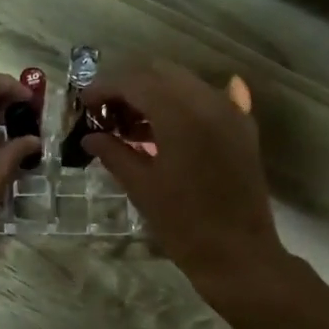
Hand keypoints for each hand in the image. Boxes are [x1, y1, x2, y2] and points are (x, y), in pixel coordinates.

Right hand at [80, 61, 288, 296]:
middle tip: (107, 112)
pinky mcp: (243, 129)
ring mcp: (231, 113)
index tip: (84, 103)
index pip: (136, 82)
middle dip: (131, 87)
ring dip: (156, 95)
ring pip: (186, 84)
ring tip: (131, 125)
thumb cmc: (183, 224)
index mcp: (180, 114)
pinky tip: (170, 120)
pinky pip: (211, 100)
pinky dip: (185, 105)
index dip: (105, 88)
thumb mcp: (141, 187)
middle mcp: (209, 102)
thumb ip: (114, 153)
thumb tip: (90, 137)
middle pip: (162, 74)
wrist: (238, 254)